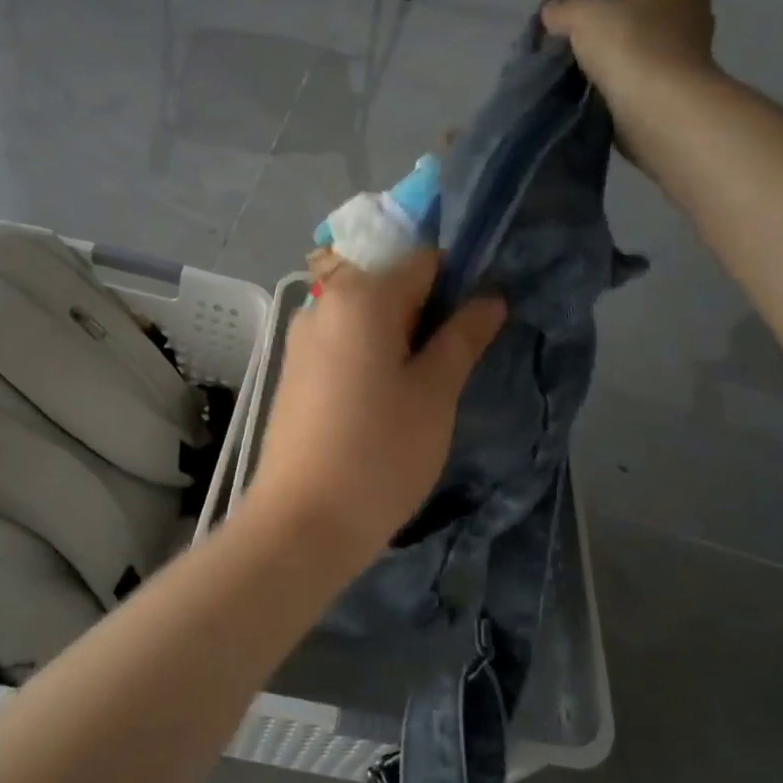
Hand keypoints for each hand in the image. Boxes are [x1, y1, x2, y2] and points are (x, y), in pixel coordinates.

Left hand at [247, 252, 504, 554]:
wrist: (301, 522)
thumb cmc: (380, 453)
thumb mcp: (435, 393)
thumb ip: (463, 336)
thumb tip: (489, 297)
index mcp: (361, 295)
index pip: (424, 260)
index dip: (459, 283)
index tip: (478, 326)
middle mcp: (324, 302)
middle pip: (391, 284)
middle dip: (429, 313)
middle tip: (454, 364)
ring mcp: (301, 336)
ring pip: (367, 316)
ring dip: (401, 337)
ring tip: (422, 388)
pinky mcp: (293, 368)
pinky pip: (343, 341)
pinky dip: (371, 354)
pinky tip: (384, 400)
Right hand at [540, 0, 721, 159]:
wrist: (662, 111)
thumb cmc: (631, 46)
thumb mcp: (585, 14)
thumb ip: (564, 6)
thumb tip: (553, 13)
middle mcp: (687, 2)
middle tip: (564, 9)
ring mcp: (680, 43)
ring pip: (632, 26)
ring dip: (599, 31)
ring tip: (565, 41)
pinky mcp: (668, 77)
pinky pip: (631, 58)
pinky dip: (606, 59)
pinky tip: (581, 67)